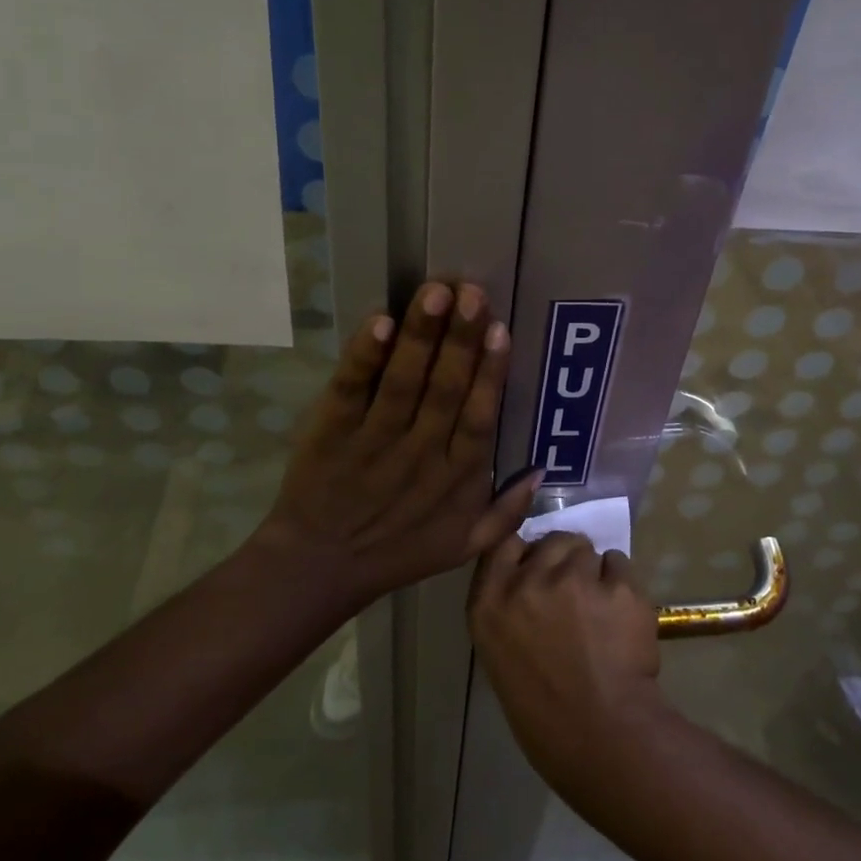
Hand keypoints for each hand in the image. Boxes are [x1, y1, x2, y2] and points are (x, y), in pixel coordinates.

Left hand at [254, 280, 540, 608]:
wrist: (319, 568)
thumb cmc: (397, 551)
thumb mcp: (463, 546)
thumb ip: (507, 512)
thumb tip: (541, 468)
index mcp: (455, 477)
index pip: (478, 417)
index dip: (490, 373)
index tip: (500, 329)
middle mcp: (419, 453)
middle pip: (444, 389)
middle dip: (460, 338)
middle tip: (472, 292)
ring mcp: (373, 440)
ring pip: (403, 382)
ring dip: (420, 336)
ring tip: (435, 292)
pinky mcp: (332, 431)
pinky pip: (351, 389)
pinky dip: (365, 356)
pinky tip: (380, 322)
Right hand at [468, 531, 668, 787]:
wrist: (601, 738)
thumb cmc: (544, 713)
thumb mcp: (501, 654)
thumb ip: (509, 605)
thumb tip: (531, 575)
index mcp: (489, 602)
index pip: (505, 544)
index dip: (526, 552)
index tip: (538, 568)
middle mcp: (527, 581)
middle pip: (551, 541)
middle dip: (564, 560)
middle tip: (575, 596)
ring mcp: (574, 579)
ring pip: (588, 550)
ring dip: (594, 571)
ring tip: (600, 610)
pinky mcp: (617, 585)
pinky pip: (620, 563)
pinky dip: (622, 584)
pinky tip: (622, 617)